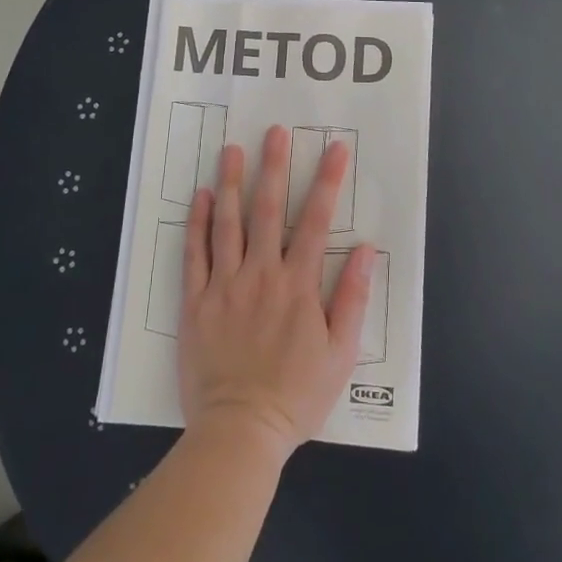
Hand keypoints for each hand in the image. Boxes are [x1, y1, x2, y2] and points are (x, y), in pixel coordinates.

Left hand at [179, 126, 375, 463]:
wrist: (240, 431)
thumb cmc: (297, 395)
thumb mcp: (340, 354)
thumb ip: (352, 298)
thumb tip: (366, 250)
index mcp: (298, 285)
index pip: (318, 221)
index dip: (328, 181)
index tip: (335, 148)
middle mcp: (261, 275)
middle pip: (269, 210)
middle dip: (275, 167)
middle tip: (275, 131)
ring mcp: (224, 285)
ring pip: (228, 223)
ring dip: (233, 183)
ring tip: (233, 149)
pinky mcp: (195, 301)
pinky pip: (194, 255)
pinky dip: (197, 223)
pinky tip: (201, 196)